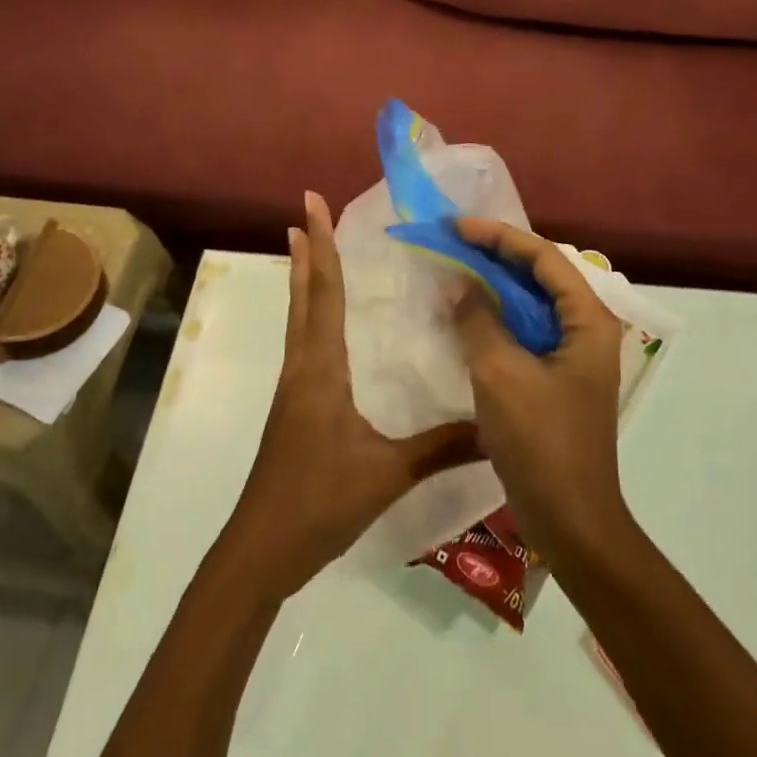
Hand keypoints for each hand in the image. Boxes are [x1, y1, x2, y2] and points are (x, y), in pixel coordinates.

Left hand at [221, 191, 480, 598]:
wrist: (261, 551)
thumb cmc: (319, 503)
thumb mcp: (387, 474)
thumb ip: (443, 448)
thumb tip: (496, 426)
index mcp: (321, 368)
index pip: (324, 292)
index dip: (321, 246)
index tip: (311, 204)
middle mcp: (303, 366)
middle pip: (304, 295)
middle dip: (307, 250)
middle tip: (306, 210)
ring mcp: (294, 387)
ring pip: (299, 317)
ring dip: (305, 278)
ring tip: (307, 247)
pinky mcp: (294, 407)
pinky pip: (304, 343)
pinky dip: (311, 313)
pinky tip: (326, 324)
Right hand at [449, 220, 631, 561]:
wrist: (571, 522)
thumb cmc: (541, 443)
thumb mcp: (501, 374)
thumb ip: (479, 320)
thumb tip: (462, 284)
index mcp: (588, 320)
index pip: (544, 258)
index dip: (499, 236)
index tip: (457, 227)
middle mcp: (588, 329)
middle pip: (542, 275)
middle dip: (497, 255)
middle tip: (454, 242)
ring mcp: (575, 355)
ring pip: (533, 303)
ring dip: (496, 285)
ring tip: (457, 268)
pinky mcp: (558, 378)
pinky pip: (527, 331)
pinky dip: (498, 317)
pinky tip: (468, 316)